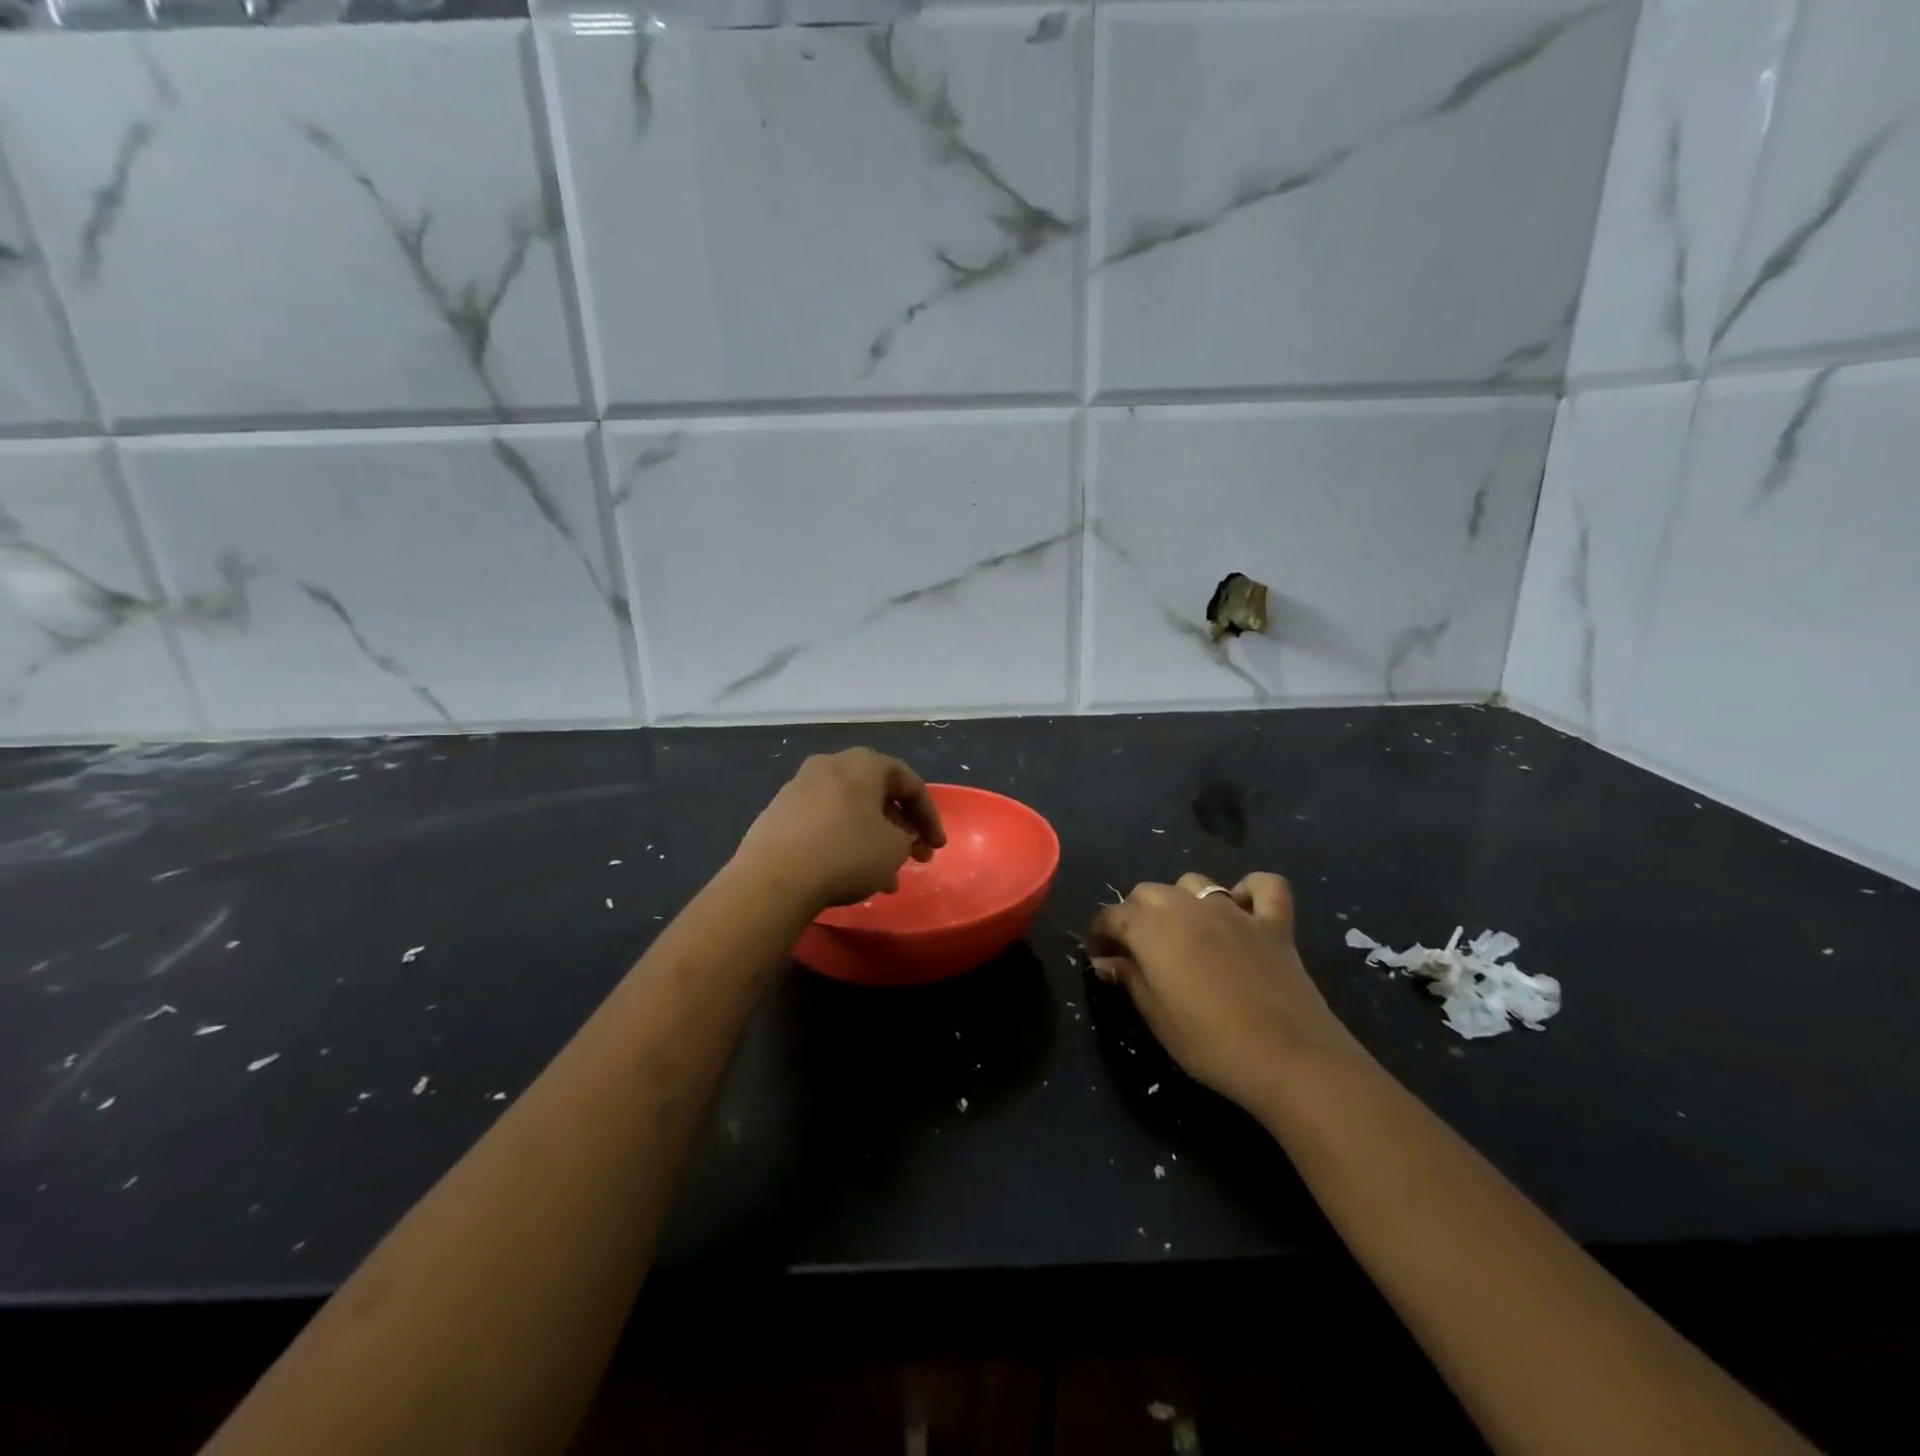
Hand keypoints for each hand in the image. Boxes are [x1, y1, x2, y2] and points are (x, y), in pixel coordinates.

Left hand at [733, 748, 946, 911]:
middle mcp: (830, 764)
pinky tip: (849, 874)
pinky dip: (843, 841)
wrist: (773, 879)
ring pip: (850, 810)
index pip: (910, 784)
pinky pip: (824, 822)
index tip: (937, 846)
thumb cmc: (846, 854)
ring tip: (884, 876)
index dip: (930, 817)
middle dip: (900, 827)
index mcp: (864, 763)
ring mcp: (799, 786)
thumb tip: (894, 837)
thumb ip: (906, 838)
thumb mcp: (894, 849)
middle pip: (877, 794)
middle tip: (914, 857)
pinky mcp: (778, 812)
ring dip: (872, 838)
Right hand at [1088, 872, 1365, 1110]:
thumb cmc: (1209, 1042)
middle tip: (1137, 950)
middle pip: (1148, 892)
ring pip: (1195, 884)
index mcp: (1151, 927)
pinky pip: (1263, 887)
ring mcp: (1234, 910)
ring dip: (1181, 900)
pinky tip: (1243, 910)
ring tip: (1184, 931)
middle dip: (1135, 914)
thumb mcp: (1155, 1016)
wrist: (1288, 1057)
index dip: (1100, 934)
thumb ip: (1128, 978)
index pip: (1112, 916)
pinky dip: (1250, 891)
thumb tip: (1106, 960)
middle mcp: (1187, 905)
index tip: (1100, 956)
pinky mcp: (1274, 922)